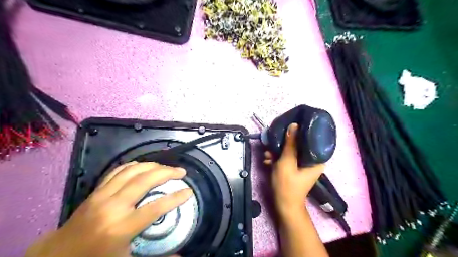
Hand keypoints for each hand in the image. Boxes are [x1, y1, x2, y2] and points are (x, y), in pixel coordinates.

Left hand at [25, 162, 190, 255]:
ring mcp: (102, 195)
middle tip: (181, 171)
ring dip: (153, 165)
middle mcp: (112, 206)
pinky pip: (118, 170)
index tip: (188, 191)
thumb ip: (156, 256)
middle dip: (167, 172)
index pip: (155, 207)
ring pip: (132, 171)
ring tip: (166, 167)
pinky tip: (144, 166)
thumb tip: (180, 255)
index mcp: (121, 227)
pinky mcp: (96, 190)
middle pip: (145, 180)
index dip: (176, 197)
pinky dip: (134, 165)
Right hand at [266, 124, 325, 217]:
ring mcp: (303, 165)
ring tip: (267, 154)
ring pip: (291, 151)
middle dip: (284, 143)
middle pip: (300, 144)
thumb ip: (291, 143)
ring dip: (278, 152)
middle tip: (273, 142)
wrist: (283, 205)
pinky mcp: (295, 168)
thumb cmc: (287, 184)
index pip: (312, 139)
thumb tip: (294, 125)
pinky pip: (288, 158)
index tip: (290, 125)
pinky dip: (278, 158)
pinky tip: (267, 160)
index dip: (301, 131)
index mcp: (317, 159)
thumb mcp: (287, 162)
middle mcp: (312, 160)